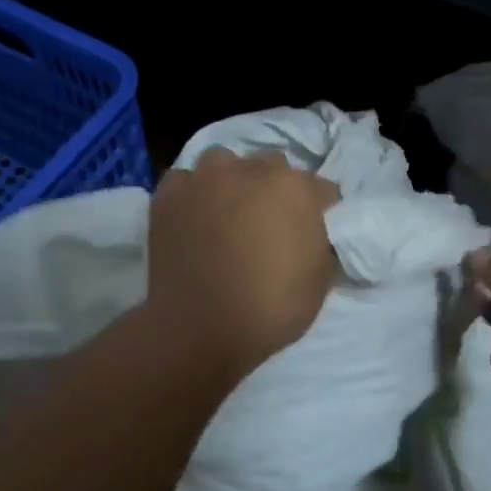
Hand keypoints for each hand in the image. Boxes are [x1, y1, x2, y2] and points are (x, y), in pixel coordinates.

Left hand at [147, 148, 340, 375]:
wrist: (201, 328)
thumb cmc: (271, 307)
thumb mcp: (320, 280)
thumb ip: (321, 242)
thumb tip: (312, 232)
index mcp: (295, 188)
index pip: (321, 188)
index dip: (321, 209)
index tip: (316, 229)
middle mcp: (250, 170)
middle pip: (272, 166)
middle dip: (275, 188)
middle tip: (269, 221)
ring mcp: (205, 179)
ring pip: (224, 162)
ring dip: (231, 180)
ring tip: (227, 210)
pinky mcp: (169, 196)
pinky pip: (184, 181)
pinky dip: (192, 193)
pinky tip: (193, 216)